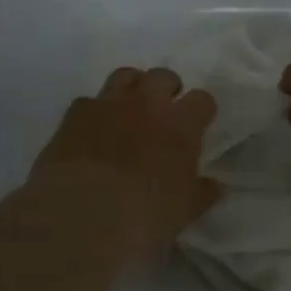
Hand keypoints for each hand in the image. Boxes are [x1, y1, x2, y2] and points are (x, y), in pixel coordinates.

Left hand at [23, 67, 220, 262]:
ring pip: (125, 75)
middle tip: (164, 112)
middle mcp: (147, 103)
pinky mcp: (75, 113)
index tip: (198, 124)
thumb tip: (215, 185)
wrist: (83, 214)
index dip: (201, 111)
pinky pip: (89, 101)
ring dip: (132, 88)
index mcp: (181, 124)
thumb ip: (202, 192)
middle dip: (167, 90)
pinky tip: (93, 131)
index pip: (202, 100)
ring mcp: (109, 103)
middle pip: (163, 76)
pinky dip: (95, 111)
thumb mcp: (185, 210)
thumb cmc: (145, 214)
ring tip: (129, 110)